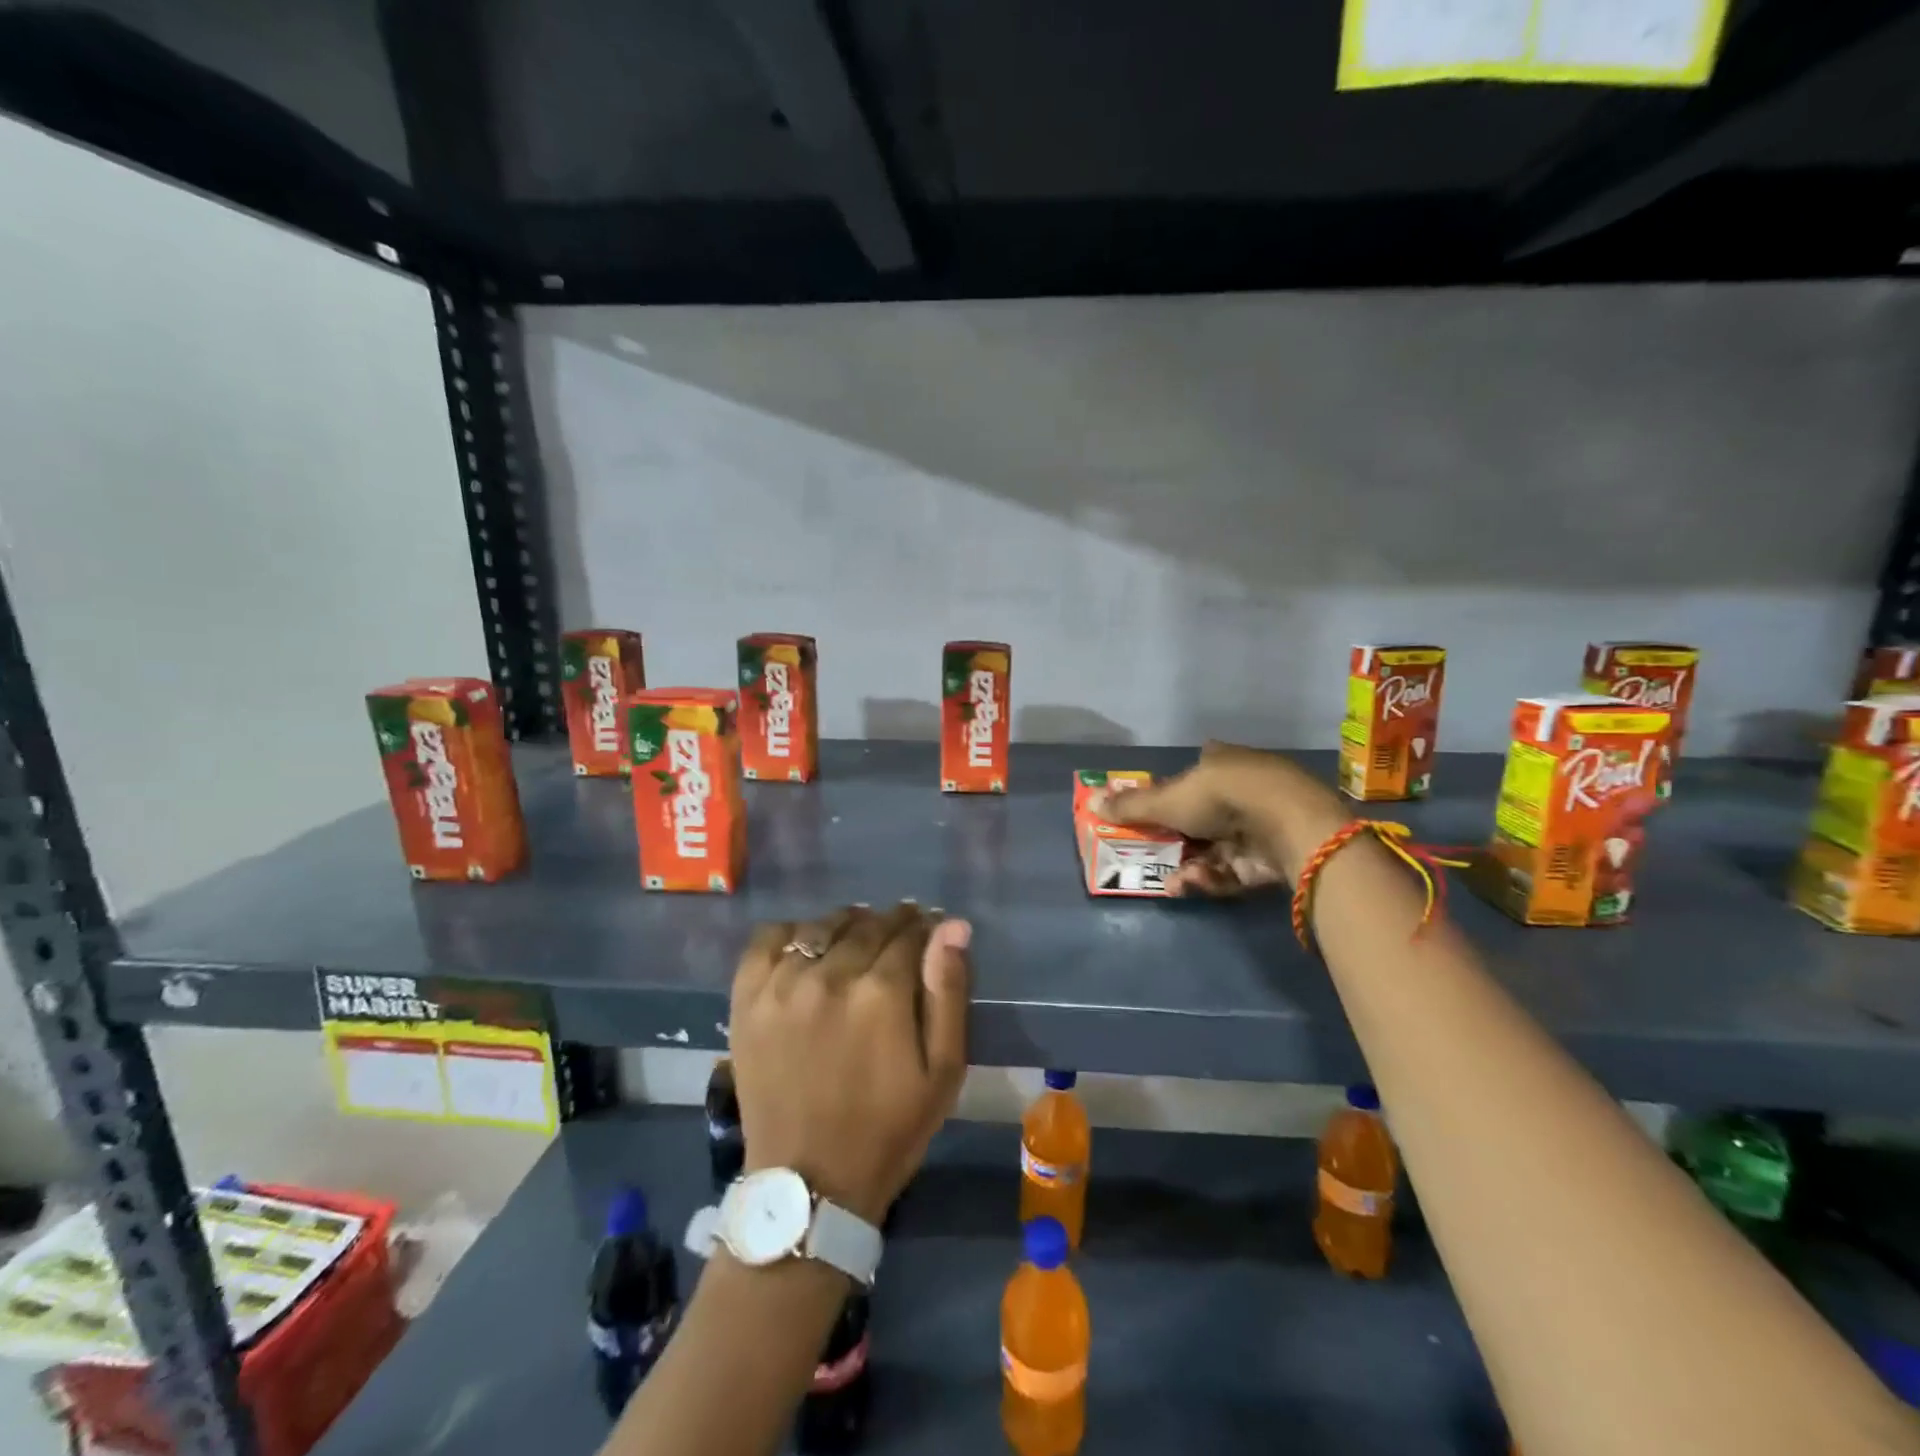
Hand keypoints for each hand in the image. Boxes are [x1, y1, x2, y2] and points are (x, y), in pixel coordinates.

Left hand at [728, 903, 971, 1223]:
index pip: (910, 932)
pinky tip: (806, 950)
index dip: (925, 928)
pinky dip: (792, 933)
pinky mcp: (748, 998)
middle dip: (891, 924)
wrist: (808, 1184)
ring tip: (856, 943)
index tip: (929, 933)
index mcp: (882, 992)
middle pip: (868, 924)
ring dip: (847, 925)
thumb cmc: (888, 1129)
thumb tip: (953, 926)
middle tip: (898, 939)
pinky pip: (768, 938)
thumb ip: (948, 992)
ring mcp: (783, 984)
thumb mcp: (942, 1071)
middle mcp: (830, 975)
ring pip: (822, 926)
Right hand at [1092, 742, 1349, 893]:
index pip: (1196, 770)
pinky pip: (1236, 869)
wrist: (1288, 823)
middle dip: (1175, 842)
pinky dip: (1213, 878)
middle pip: (1203, 816)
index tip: (1152, 816)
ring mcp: (1263, 822)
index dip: (1173, 792)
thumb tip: (1089, 803)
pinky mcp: (1276, 855)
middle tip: (1153, 858)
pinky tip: (1194, 885)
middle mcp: (1245, 787)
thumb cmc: (1221, 796)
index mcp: (1222, 761)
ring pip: (1217, 848)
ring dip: (1191, 866)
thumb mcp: (1167, 800)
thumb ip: (1130, 807)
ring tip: (1174, 882)